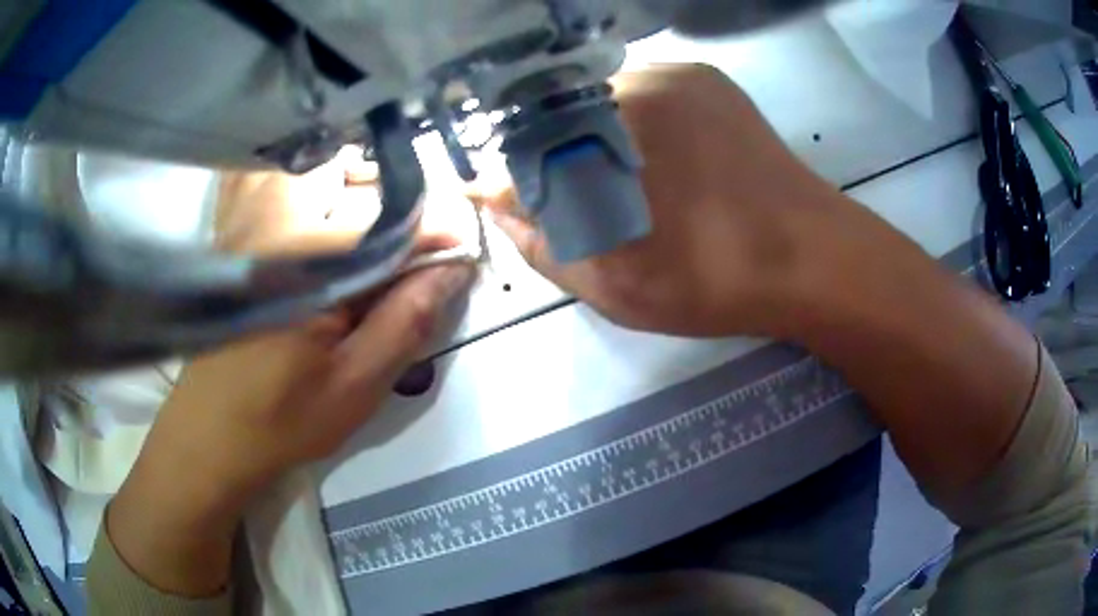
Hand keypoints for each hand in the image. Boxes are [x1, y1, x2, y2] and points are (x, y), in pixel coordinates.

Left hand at [106, 155, 474, 595]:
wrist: (211, 435)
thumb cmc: (281, 419)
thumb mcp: (357, 385)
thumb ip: (407, 319)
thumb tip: (455, 267)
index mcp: (301, 260)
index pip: (387, 219)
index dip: (435, 231)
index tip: (460, 254)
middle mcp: (271, 223)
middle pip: (351, 177)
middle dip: (396, 203)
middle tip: (415, 249)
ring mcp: (247, 222)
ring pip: (315, 173)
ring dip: (354, 192)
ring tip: (374, 237)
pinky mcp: (235, 234)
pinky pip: (280, 186)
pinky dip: (314, 192)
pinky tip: (326, 228)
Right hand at [483, 64, 851, 337]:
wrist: (813, 259)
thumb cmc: (715, 279)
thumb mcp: (615, 284)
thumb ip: (540, 242)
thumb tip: (492, 201)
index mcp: (610, 124)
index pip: (526, 139)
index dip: (516, 175)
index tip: (527, 208)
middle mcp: (638, 79)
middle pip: (561, 109)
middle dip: (554, 154)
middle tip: (581, 203)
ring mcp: (677, 72)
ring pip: (601, 96)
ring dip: (593, 135)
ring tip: (623, 185)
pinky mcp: (707, 79)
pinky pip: (643, 91)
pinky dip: (631, 120)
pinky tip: (655, 160)